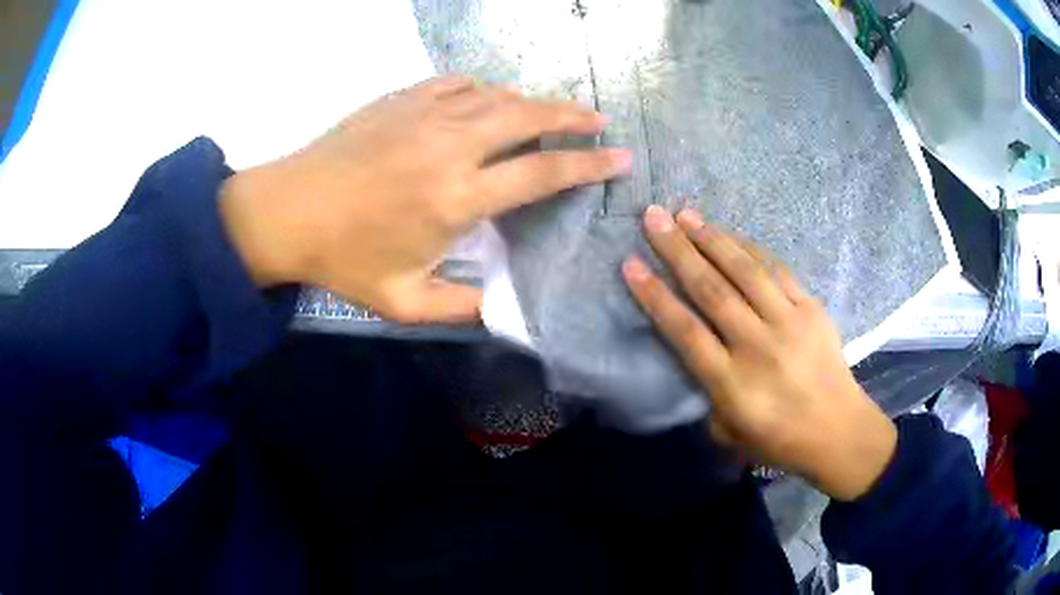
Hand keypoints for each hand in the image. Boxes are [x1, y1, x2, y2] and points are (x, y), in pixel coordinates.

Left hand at [220, 75, 630, 322]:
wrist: (285, 211)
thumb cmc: (343, 259)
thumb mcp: (403, 303)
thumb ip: (461, 309)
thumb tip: (506, 311)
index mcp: (457, 199)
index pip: (541, 174)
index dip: (587, 165)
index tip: (619, 158)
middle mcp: (450, 147)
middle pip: (528, 118)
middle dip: (572, 117)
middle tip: (599, 119)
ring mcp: (424, 115)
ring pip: (497, 95)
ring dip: (533, 101)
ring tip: (554, 110)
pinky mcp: (401, 100)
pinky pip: (457, 82)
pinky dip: (483, 88)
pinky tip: (489, 97)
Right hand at [622, 206, 896, 500]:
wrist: (839, 431)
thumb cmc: (780, 440)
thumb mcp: (730, 434)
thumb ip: (708, 397)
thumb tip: (698, 358)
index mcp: (731, 383)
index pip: (685, 331)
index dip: (656, 295)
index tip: (631, 264)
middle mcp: (757, 346)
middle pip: (712, 290)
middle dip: (678, 250)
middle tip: (654, 217)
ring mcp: (788, 323)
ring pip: (745, 272)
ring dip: (713, 239)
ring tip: (687, 215)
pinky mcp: (811, 310)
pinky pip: (778, 271)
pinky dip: (752, 249)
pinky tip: (733, 235)